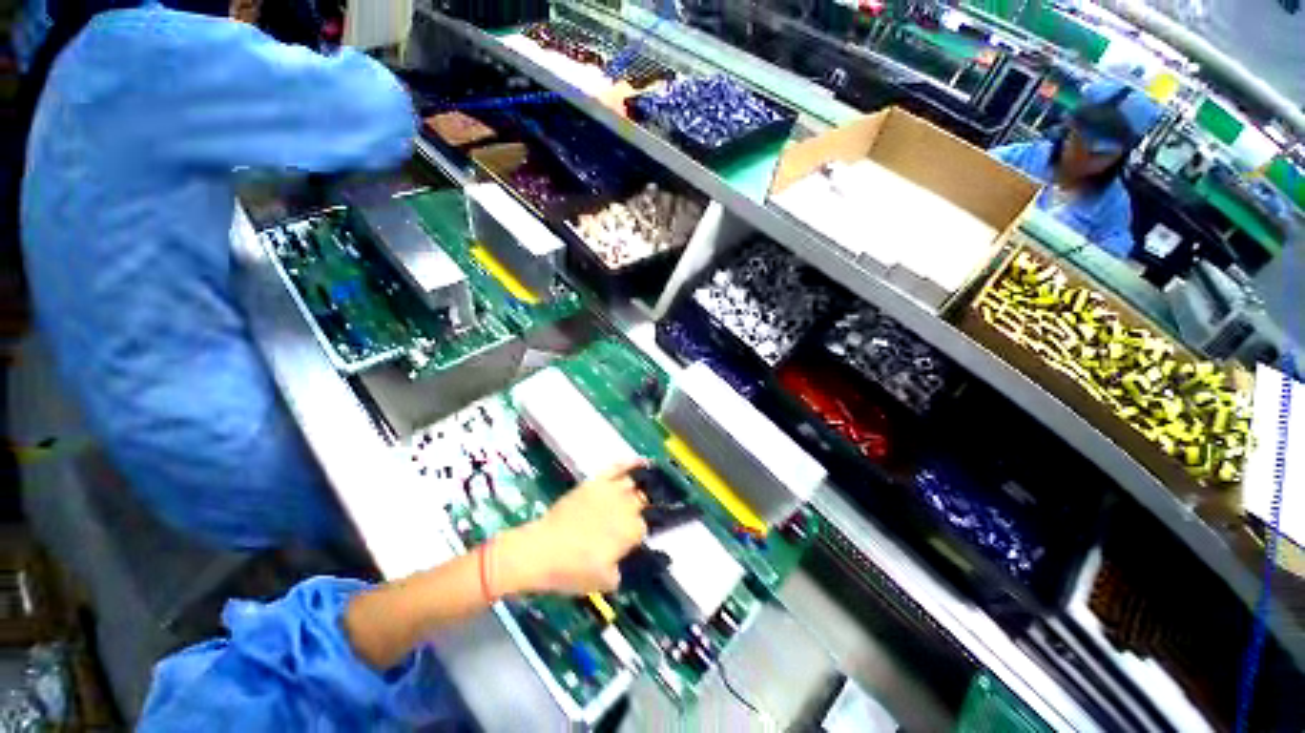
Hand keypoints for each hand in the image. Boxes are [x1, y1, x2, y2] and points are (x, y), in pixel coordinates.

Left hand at [496, 460, 648, 595]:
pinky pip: (617, 467)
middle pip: (642, 502)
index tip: (628, 541)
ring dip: (636, 488)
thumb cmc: (573, 570)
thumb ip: (620, 571)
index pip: (644, 528)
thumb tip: (622, 560)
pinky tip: (639, 462)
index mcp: (630, 531)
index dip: (636, 535)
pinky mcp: (596, 482)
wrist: (541, 550)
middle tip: (631, 518)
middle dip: (640, 509)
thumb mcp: (603, 583)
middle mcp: (626, 507)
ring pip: (632, 483)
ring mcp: (611, 491)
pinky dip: (630, 463)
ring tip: (640, 489)